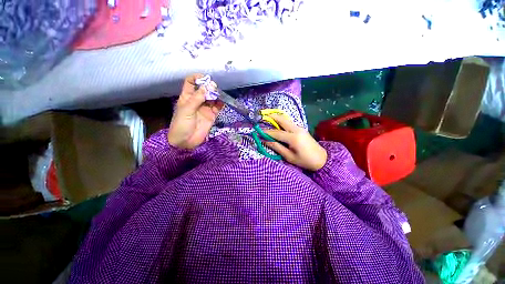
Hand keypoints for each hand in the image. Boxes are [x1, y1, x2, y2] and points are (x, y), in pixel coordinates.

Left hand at [167, 74, 223, 148]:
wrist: (185, 141)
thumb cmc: (181, 125)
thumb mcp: (186, 110)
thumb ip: (197, 99)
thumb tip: (206, 87)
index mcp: (187, 97)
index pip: (191, 83)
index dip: (197, 78)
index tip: (205, 78)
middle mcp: (197, 101)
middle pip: (204, 89)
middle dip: (209, 87)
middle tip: (214, 88)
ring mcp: (205, 108)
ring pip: (212, 98)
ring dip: (216, 95)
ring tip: (219, 94)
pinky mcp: (211, 115)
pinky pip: (217, 107)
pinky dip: (220, 103)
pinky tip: (222, 101)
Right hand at [264, 114, 327, 170]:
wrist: (321, 159)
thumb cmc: (305, 161)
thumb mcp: (289, 156)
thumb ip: (277, 147)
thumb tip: (265, 141)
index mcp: (293, 138)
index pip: (276, 133)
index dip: (266, 133)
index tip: (258, 132)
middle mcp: (296, 130)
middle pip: (282, 120)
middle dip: (272, 117)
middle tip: (262, 116)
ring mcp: (300, 128)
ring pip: (286, 120)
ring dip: (277, 118)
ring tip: (268, 117)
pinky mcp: (301, 129)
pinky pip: (289, 123)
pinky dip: (282, 121)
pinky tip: (277, 123)